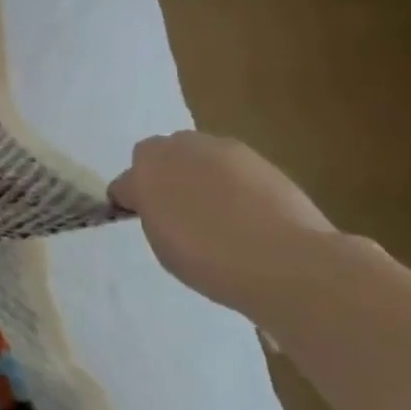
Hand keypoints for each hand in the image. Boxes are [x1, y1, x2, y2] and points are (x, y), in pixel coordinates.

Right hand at [109, 132, 335, 310]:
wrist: (285, 260)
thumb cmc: (209, 259)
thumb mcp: (162, 244)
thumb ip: (154, 214)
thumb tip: (161, 205)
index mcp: (144, 171)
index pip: (125, 183)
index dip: (132, 202)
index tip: (144, 222)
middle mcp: (178, 149)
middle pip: (159, 155)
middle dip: (163, 176)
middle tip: (176, 210)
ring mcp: (221, 149)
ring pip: (196, 156)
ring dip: (197, 174)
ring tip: (215, 212)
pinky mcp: (258, 158)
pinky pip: (230, 167)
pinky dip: (231, 182)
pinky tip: (245, 211)